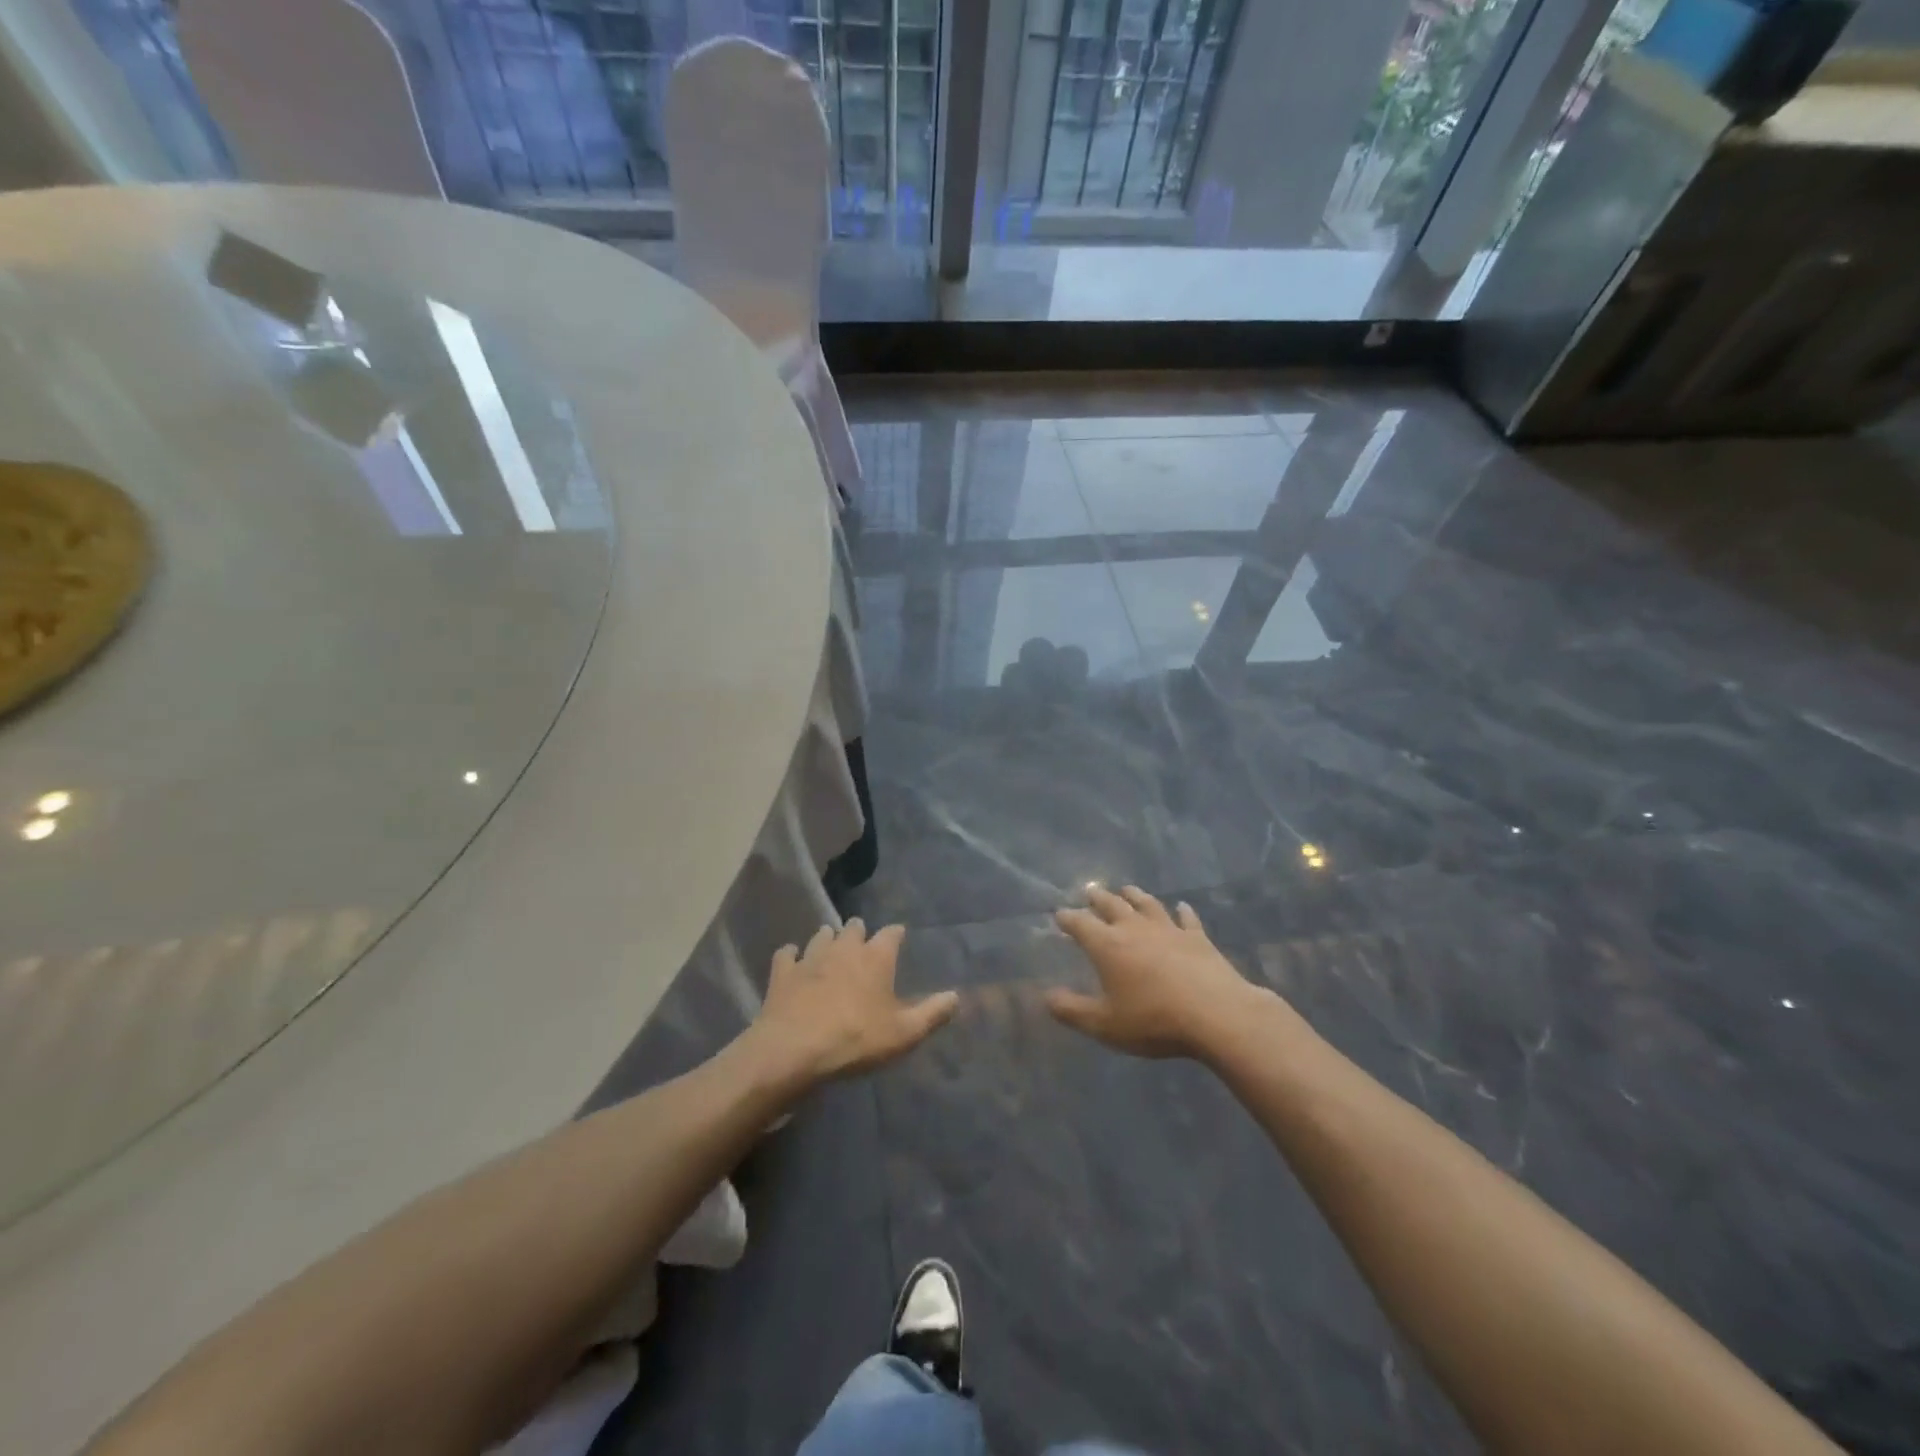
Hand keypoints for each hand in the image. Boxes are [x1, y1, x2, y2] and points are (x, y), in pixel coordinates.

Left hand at [750, 920, 958, 1082]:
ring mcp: (811, 956)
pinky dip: (791, 955)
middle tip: (862, 944)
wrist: (794, 1049)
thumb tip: (956, 996)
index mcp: (876, 957)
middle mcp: (844, 947)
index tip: (899, 937)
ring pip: (821, 935)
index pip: (891, 933)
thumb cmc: (856, 1039)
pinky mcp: (783, 972)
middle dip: (859, 932)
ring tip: (831, 946)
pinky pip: (787, 954)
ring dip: (828, 939)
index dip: (896, 934)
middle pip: (854, 927)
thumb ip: (932, 1013)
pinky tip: (792, 961)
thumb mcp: (904, 1033)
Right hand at [1050, 886, 1262, 1059]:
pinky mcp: (1198, 938)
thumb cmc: (1154, 1020)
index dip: (1068, 918)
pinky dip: (1182, 911)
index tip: (1059, 915)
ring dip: (1135, 895)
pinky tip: (1182, 907)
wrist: (1216, 1014)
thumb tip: (1046, 997)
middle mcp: (1135, 929)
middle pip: (1112, 905)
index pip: (1080, 924)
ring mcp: (1169, 929)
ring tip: (1127, 889)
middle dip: (1098, 898)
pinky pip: (1187, 918)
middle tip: (1090, 891)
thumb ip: (1072, 1010)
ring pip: (1147, 904)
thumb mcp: (1105, 1025)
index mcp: (1108, 945)